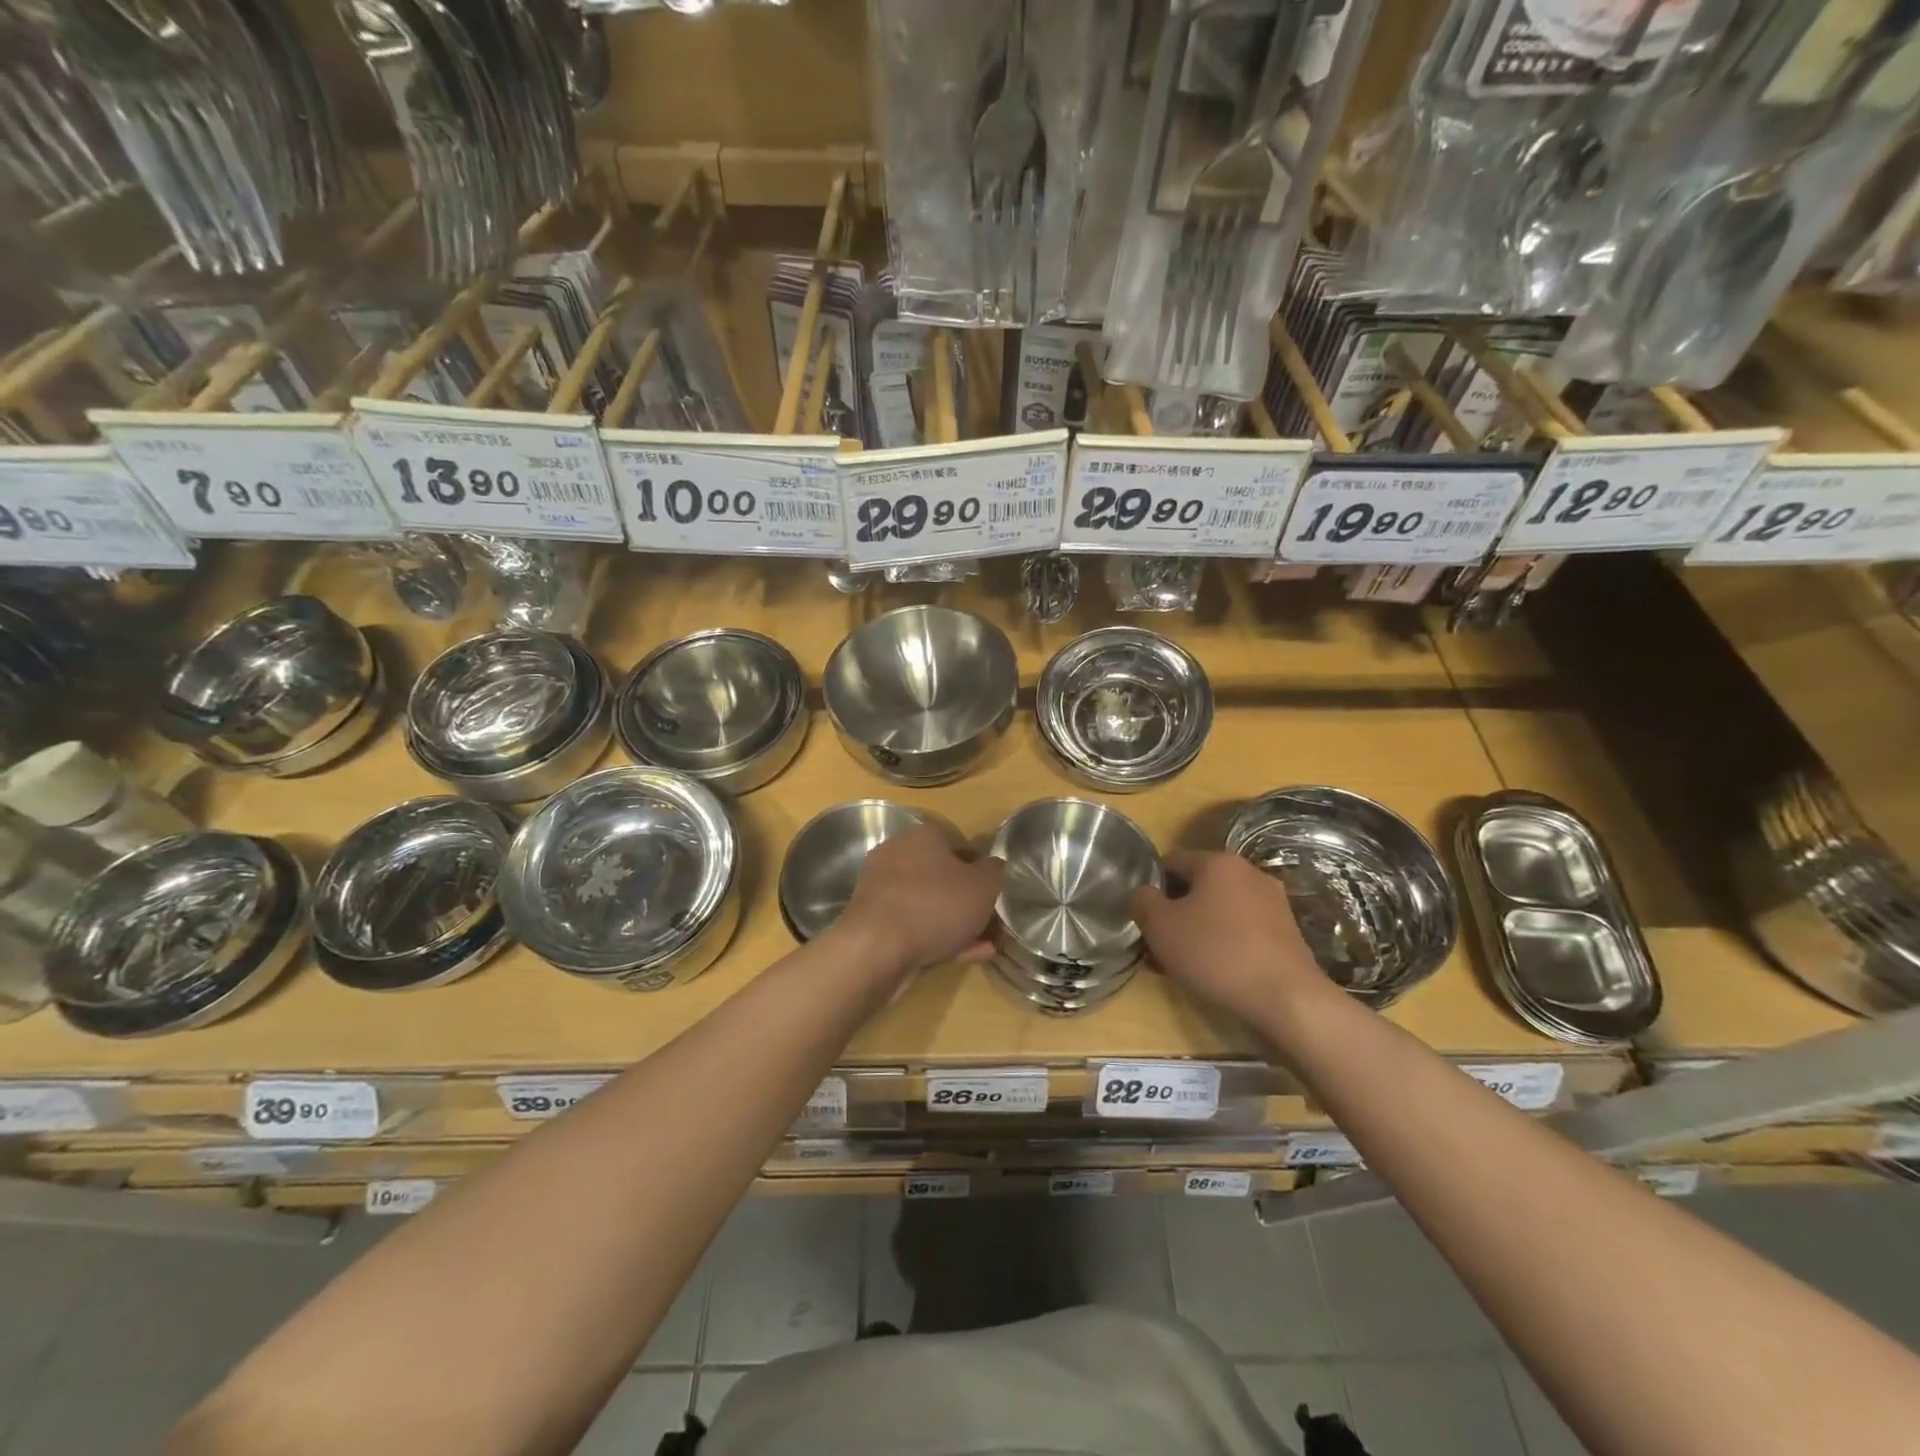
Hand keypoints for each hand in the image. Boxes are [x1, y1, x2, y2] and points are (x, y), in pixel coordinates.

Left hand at [839, 824, 1003, 973]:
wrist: (876, 949)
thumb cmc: (935, 905)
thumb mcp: (983, 886)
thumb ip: (995, 872)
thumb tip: (994, 866)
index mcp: (923, 835)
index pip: (959, 840)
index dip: (981, 864)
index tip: (995, 888)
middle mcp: (898, 854)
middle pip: (942, 873)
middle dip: (967, 897)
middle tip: (990, 917)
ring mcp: (883, 889)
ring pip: (929, 902)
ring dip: (956, 921)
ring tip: (985, 943)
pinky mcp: (875, 922)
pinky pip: (915, 925)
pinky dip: (938, 937)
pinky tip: (964, 956)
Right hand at [1131, 851, 1334, 1029]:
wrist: (1286, 998)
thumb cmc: (1215, 952)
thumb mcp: (1160, 926)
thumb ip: (1142, 901)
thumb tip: (1144, 894)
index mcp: (1218, 862)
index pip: (1172, 861)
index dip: (1152, 886)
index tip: (1144, 917)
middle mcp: (1249, 873)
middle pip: (1198, 887)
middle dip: (1176, 912)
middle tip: (1160, 943)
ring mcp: (1273, 903)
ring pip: (1220, 911)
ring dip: (1198, 930)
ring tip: (1182, 964)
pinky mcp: (1287, 933)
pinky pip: (1242, 931)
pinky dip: (1224, 945)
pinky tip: (1213, 972)